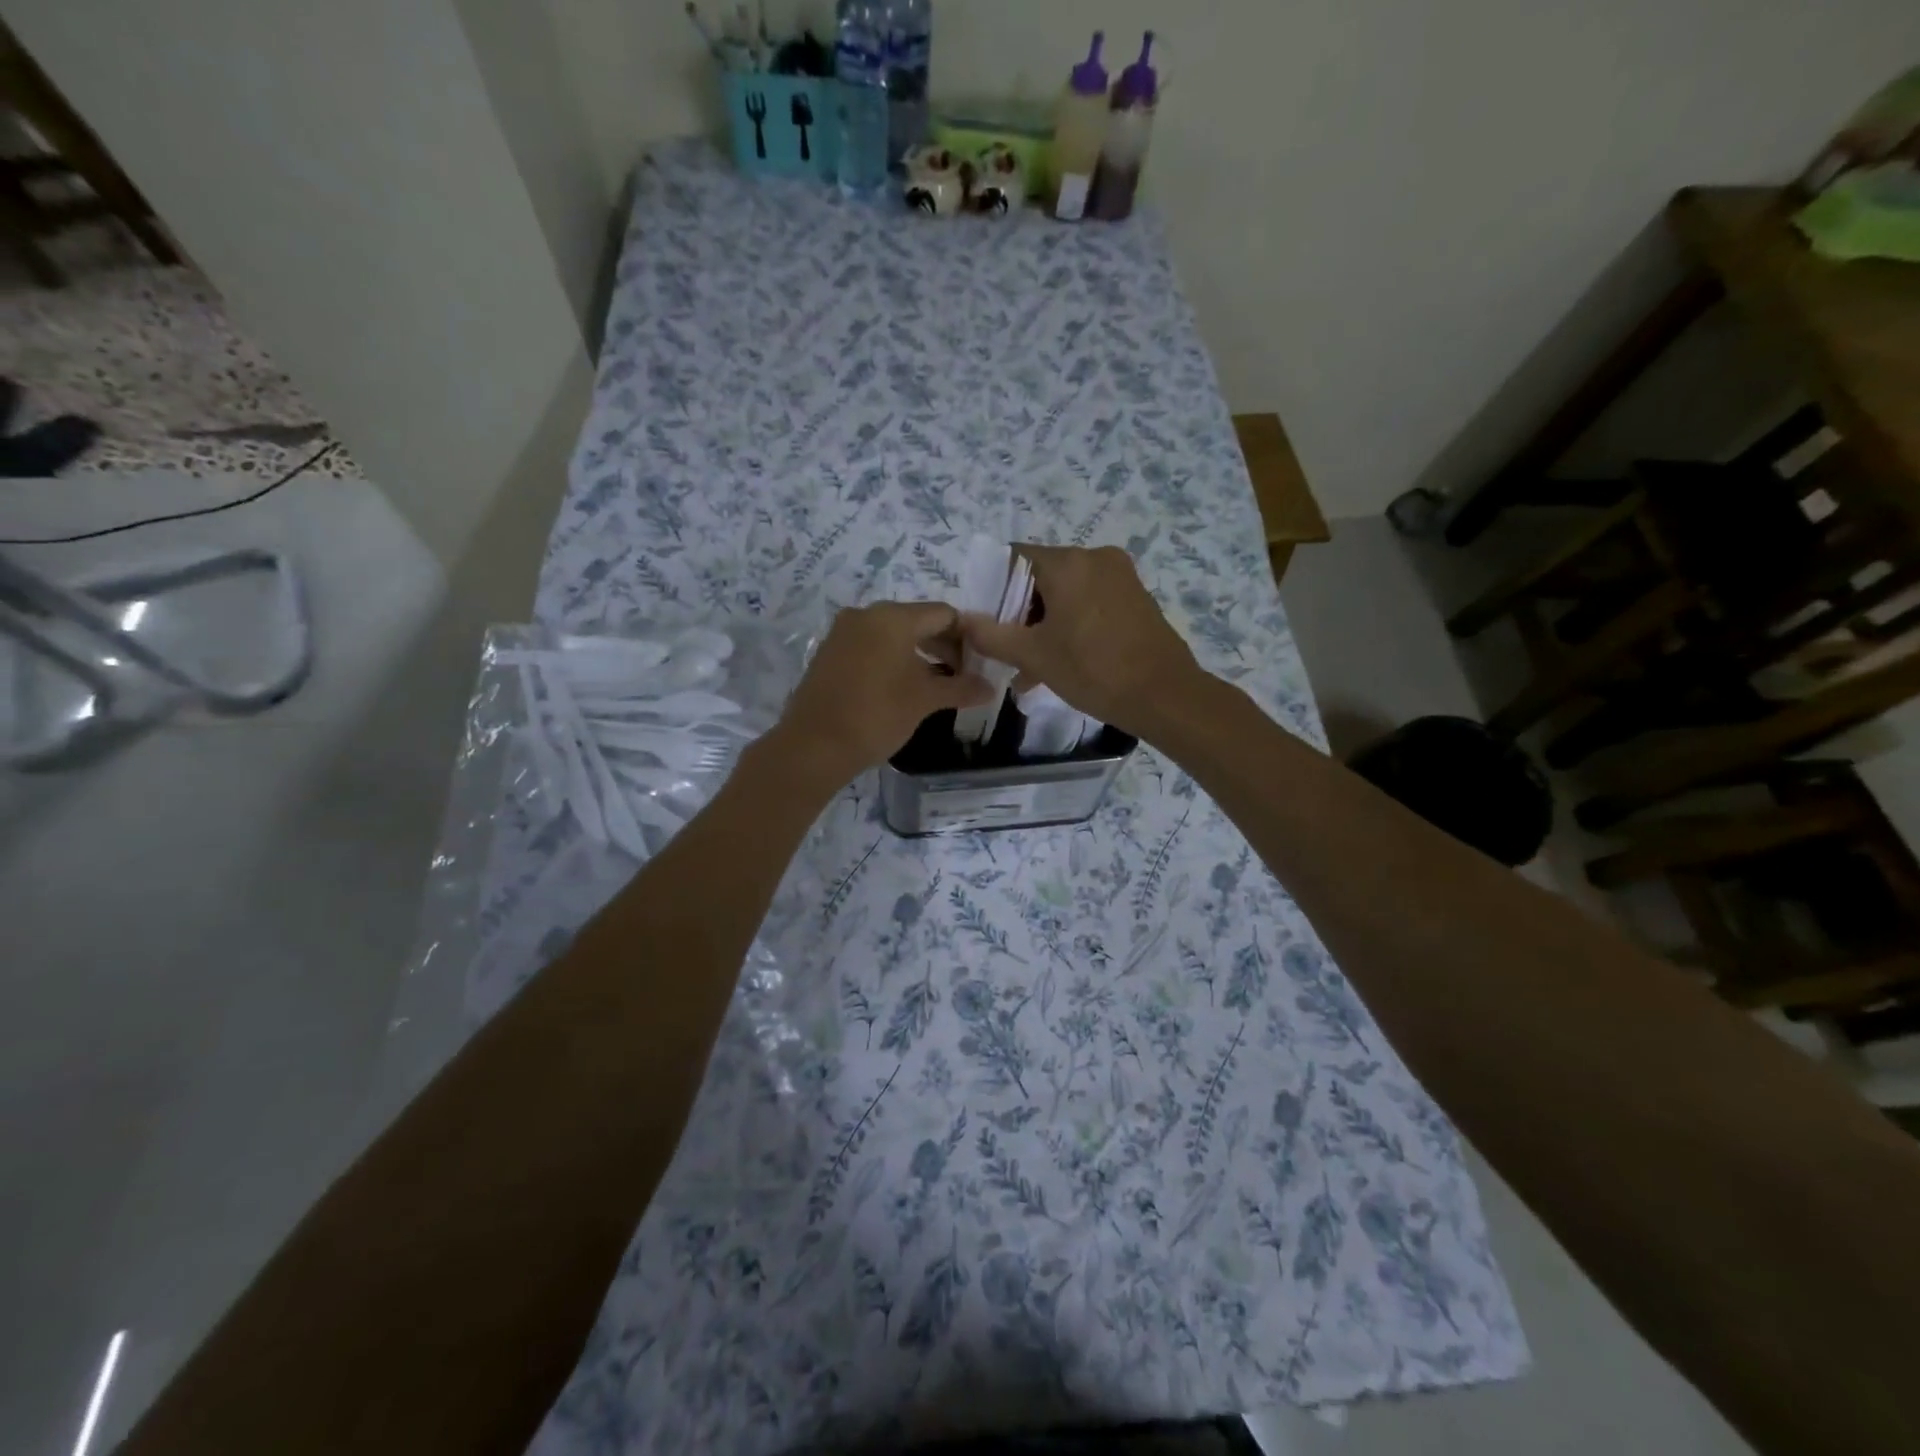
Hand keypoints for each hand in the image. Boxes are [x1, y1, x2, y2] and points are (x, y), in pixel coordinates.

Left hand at [772, 601, 991, 788]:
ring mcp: (843, 632)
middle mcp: (866, 615)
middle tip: (962, 675)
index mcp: (893, 617)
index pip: (943, 614)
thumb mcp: (925, 700)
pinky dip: (892, 659)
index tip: (980, 661)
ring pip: (893, 634)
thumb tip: (991, 687)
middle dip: (943, 645)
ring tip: (936, 684)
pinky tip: (902, 686)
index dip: (967, 636)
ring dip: (919, 654)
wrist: (813, 746)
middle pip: (918, 620)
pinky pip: (871, 646)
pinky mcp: (829, 652)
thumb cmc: (877, 715)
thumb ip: (961, 688)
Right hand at [962, 544, 1202, 735]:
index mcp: (1068, 563)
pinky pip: (1091, 603)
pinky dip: (1071, 624)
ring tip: (1030, 667)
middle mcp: (1095, 558)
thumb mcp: (1033, 655)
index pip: (1014, 558)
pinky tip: (1061, 661)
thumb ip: (991, 635)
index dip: (993, 587)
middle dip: (1020, 612)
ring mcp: (1120, 577)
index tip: (985, 620)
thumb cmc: (1093, 670)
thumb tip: (962, 621)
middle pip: (1041, 576)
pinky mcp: (1136, 598)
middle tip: (1007, 649)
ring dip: (1044, 624)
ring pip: (1067, 593)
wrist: (1164, 695)